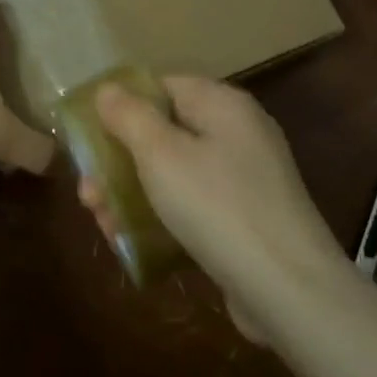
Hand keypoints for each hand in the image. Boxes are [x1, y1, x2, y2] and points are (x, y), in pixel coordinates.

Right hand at [84, 76, 348, 339]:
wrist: (289, 289)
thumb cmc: (217, 206)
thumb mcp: (161, 155)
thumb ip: (129, 116)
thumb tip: (108, 89)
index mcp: (222, 105)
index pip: (163, 87)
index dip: (122, 106)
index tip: (88, 136)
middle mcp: (237, 134)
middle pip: (164, 134)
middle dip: (119, 162)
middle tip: (87, 194)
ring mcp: (243, 180)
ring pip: (174, 175)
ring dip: (132, 195)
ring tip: (102, 225)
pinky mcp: (244, 221)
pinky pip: (193, 207)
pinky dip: (161, 219)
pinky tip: (131, 243)